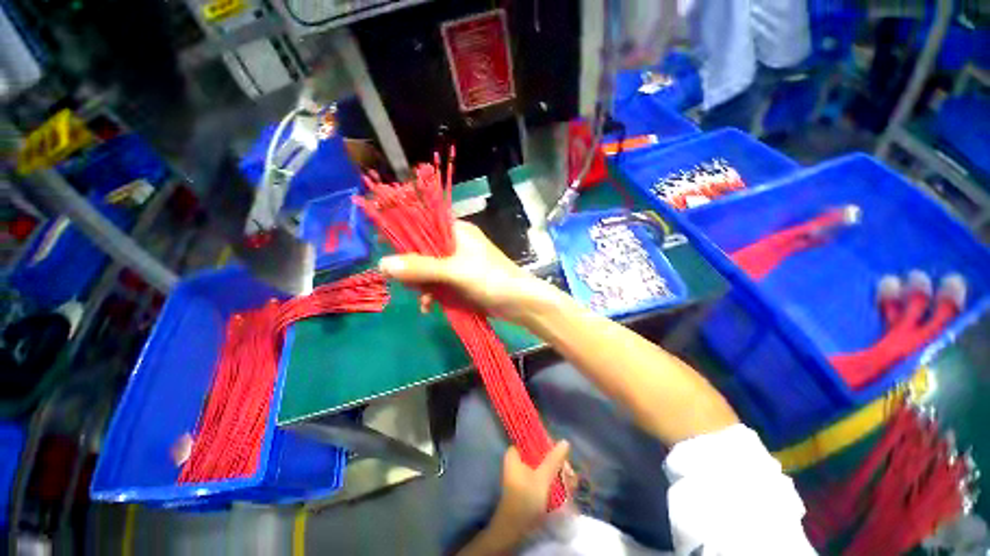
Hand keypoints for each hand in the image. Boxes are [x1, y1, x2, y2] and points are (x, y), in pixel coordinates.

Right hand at [378, 221, 558, 325]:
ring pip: (429, 269)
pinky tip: (429, 306)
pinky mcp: (461, 279)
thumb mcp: (454, 272)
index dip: (403, 236)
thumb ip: (421, 268)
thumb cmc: (491, 279)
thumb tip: (382, 264)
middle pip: (422, 250)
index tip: (385, 250)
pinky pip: (439, 283)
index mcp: (456, 231)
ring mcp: (459, 263)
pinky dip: (433, 293)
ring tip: (424, 299)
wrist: (519, 302)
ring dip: (422, 284)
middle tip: (407, 283)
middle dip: (413, 268)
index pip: (422, 225)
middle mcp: (456, 243)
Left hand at [489, 441, 571, 543]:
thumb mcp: (542, 478)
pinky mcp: (528, 487)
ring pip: (543, 468)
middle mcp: (517, 461)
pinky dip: (552, 482)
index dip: (546, 443)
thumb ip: (554, 459)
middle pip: (540, 455)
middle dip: (556, 463)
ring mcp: (522, 475)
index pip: (531, 440)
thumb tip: (565, 441)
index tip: (560, 452)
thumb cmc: (525, 499)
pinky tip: (565, 489)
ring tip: (570, 483)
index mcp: (515, 454)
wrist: (514, 529)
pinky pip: (542, 478)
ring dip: (557, 474)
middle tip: (569, 472)